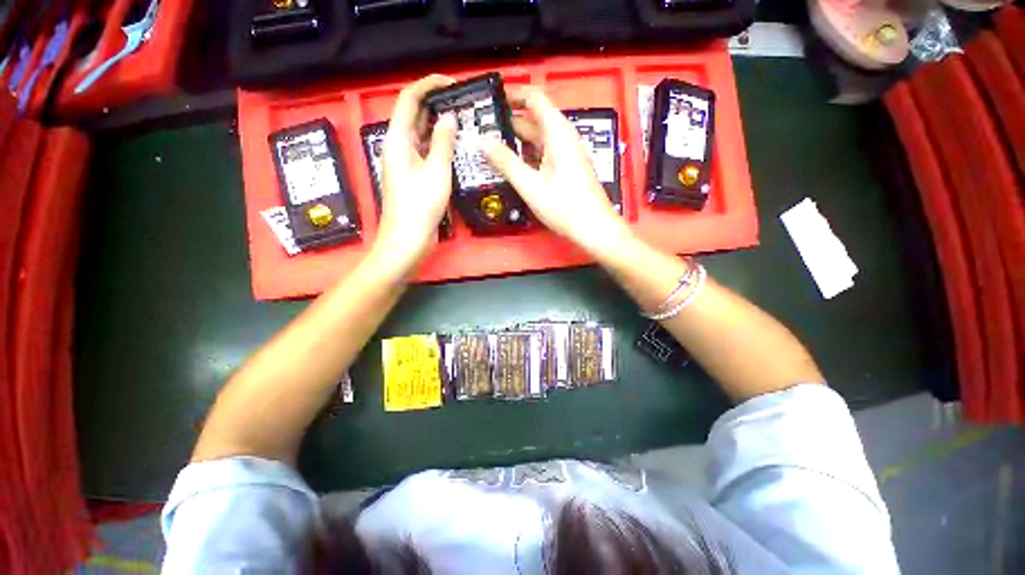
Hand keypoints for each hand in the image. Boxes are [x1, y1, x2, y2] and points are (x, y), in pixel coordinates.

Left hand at [374, 74, 457, 272]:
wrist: (408, 240)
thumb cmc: (420, 206)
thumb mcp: (436, 172)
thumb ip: (442, 143)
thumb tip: (449, 118)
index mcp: (398, 140)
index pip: (409, 100)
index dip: (428, 85)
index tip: (452, 83)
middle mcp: (399, 147)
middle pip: (415, 116)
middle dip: (436, 105)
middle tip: (464, 103)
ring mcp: (406, 164)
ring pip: (422, 136)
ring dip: (440, 127)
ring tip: (464, 121)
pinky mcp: (414, 178)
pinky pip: (426, 153)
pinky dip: (440, 147)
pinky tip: (457, 148)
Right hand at [482, 88, 630, 254]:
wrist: (594, 229)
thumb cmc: (565, 206)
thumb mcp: (531, 185)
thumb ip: (506, 161)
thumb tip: (481, 140)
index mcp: (558, 133)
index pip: (534, 99)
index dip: (512, 95)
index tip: (490, 98)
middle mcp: (563, 139)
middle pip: (534, 120)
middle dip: (508, 121)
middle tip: (481, 128)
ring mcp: (565, 155)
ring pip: (537, 139)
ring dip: (516, 141)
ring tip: (490, 146)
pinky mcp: (566, 170)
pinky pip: (543, 155)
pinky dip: (526, 156)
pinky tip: (511, 166)